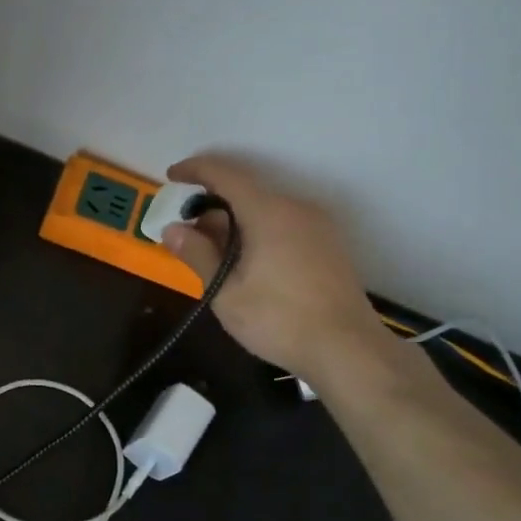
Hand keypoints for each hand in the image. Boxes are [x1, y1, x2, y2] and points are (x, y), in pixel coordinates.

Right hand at [162, 154, 388, 380]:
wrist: (348, 351)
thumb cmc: (279, 320)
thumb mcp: (226, 292)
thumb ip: (198, 255)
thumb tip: (172, 229)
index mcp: (269, 212)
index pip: (226, 174)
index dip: (196, 170)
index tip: (171, 176)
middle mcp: (296, 208)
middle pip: (246, 191)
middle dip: (212, 204)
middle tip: (186, 230)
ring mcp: (318, 226)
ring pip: (266, 208)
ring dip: (234, 220)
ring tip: (211, 250)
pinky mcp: (328, 245)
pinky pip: (284, 223)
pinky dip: (257, 230)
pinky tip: (245, 261)